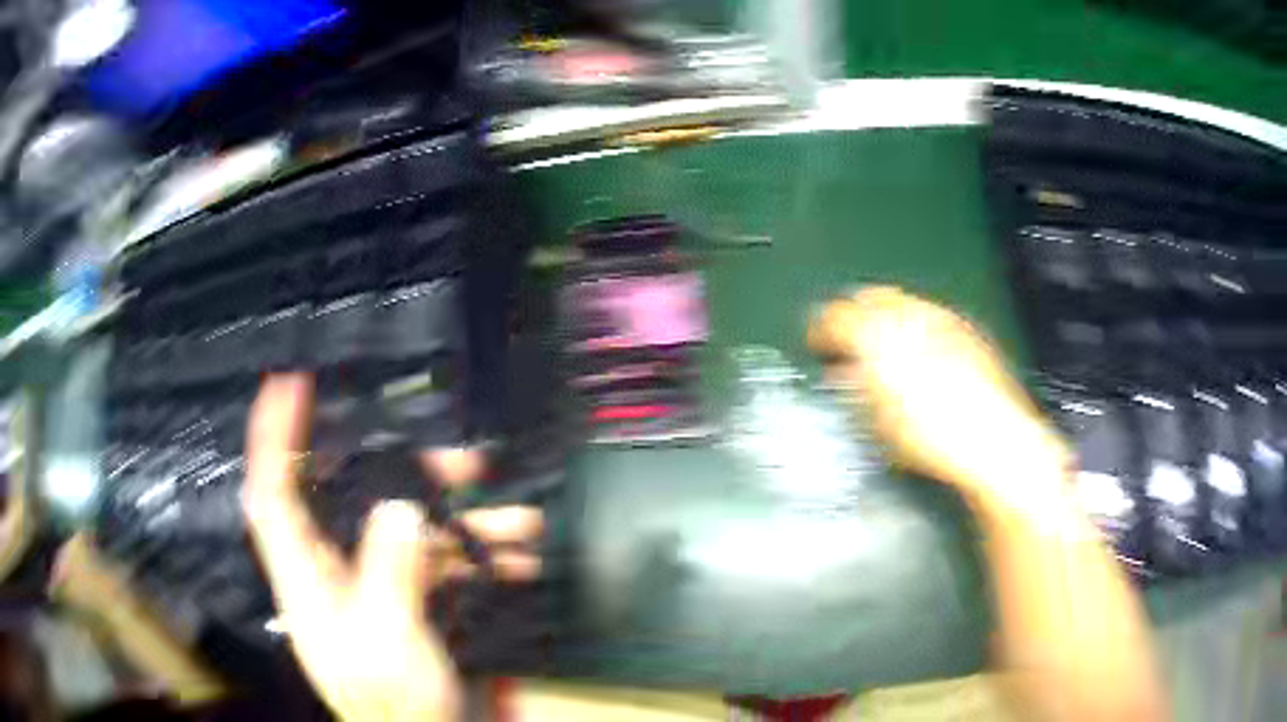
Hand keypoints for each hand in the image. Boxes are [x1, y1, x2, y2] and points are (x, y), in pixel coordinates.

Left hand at [243, 374, 541, 721]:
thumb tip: (401, 507)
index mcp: (307, 577)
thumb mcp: (387, 639)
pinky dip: (476, 556)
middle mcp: (333, 571)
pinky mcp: (406, 602)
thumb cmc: (393, 704)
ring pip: (405, 529)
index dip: (273, 436)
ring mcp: (373, 587)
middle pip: (350, 500)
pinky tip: (517, 561)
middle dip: (401, 470)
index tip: (290, 384)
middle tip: (458, 459)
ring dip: (459, 519)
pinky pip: (437, 562)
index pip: (272, 493)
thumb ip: (389, 570)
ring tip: (519, 518)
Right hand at [808, 286, 1071, 502]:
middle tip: (846, 341)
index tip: (817, 345)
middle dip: (854, 315)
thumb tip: (844, 373)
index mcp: (881, 337)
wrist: (995, 441)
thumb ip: (856, 388)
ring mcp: (944, 319)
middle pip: (871, 296)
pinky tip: (922, 356)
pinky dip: (917, 328)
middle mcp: (912, 316)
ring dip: (886, 319)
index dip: (820, 329)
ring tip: (884, 349)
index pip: (837, 315)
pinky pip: (932, 317)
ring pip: (904, 302)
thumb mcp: (879, 421)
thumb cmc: (932, 438)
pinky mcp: (968, 331)